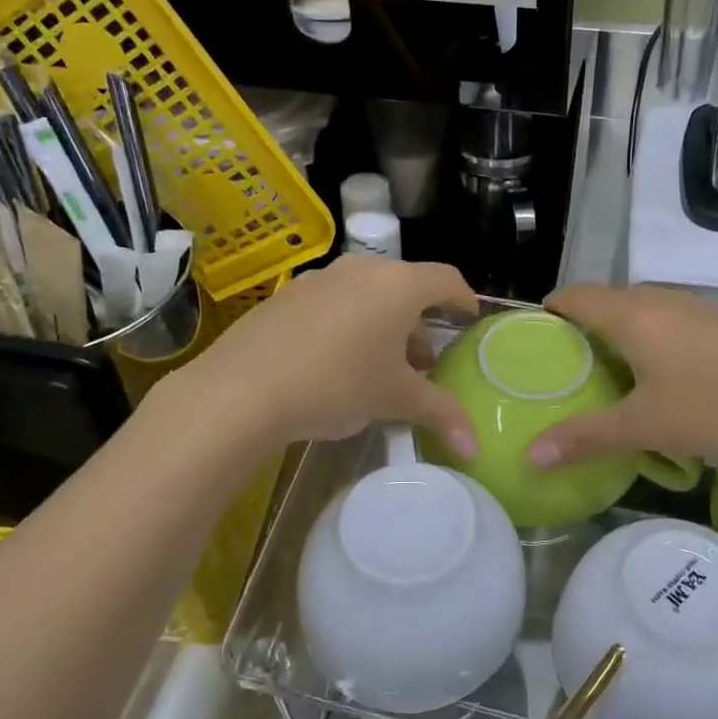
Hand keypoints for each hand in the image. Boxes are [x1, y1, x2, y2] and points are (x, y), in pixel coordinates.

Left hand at [174, 255, 480, 455]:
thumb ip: (441, 414)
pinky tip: (335, 361)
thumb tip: (475, 448)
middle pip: (405, 286)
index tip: (468, 319)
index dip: (463, 299)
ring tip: (380, 364)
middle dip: (419, 320)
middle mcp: (362, 270)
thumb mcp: (395, 399)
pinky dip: (348, 322)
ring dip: (383, 322)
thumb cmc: (337, 384)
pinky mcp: (288, 294)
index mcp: (398, 285)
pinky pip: (333, 301)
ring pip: (367, 293)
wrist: (243, 389)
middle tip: (423, 360)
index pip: (446, 280)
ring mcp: (320, 278)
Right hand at [525, 283, 717, 469]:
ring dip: (621, 331)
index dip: (551, 309)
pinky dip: (653, 337)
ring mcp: (699, 307)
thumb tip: (531, 456)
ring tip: (611, 371)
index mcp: (632, 315)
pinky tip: (666, 375)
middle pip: (608, 300)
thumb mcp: (646, 427)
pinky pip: (673, 320)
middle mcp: (662, 300)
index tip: (534, 336)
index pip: (576, 295)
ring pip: (644, 309)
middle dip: (583, 324)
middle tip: (568, 364)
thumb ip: (586, 438)